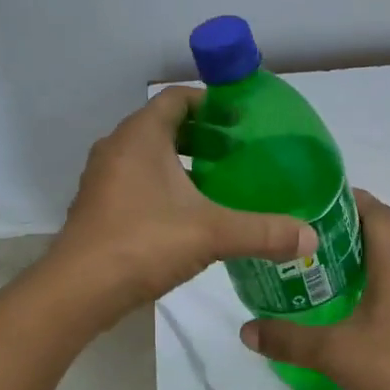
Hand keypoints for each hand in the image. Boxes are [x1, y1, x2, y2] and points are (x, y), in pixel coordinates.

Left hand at [50, 88, 315, 321]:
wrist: (79, 291)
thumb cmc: (144, 242)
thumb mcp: (212, 233)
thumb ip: (263, 232)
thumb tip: (311, 240)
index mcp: (141, 136)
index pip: (177, 98)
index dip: (211, 102)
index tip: (242, 120)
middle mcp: (117, 149)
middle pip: (165, 127)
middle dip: (203, 136)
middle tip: (239, 154)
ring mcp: (103, 179)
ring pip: (149, 157)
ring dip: (183, 163)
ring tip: (220, 184)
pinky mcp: (98, 208)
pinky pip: (137, 182)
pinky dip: (164, 187)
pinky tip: (189, 215)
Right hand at [239, 191, 389, 389]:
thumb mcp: (332, 353)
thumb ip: (287, 339)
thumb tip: (246, 330)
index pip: (378, 213)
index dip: (352, 199)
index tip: (318, 199)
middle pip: (384, 234)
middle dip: (349, 228)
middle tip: (308, 234)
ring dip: (362, 257)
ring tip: (322, 265)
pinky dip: (375, 281)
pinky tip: (348, 302)